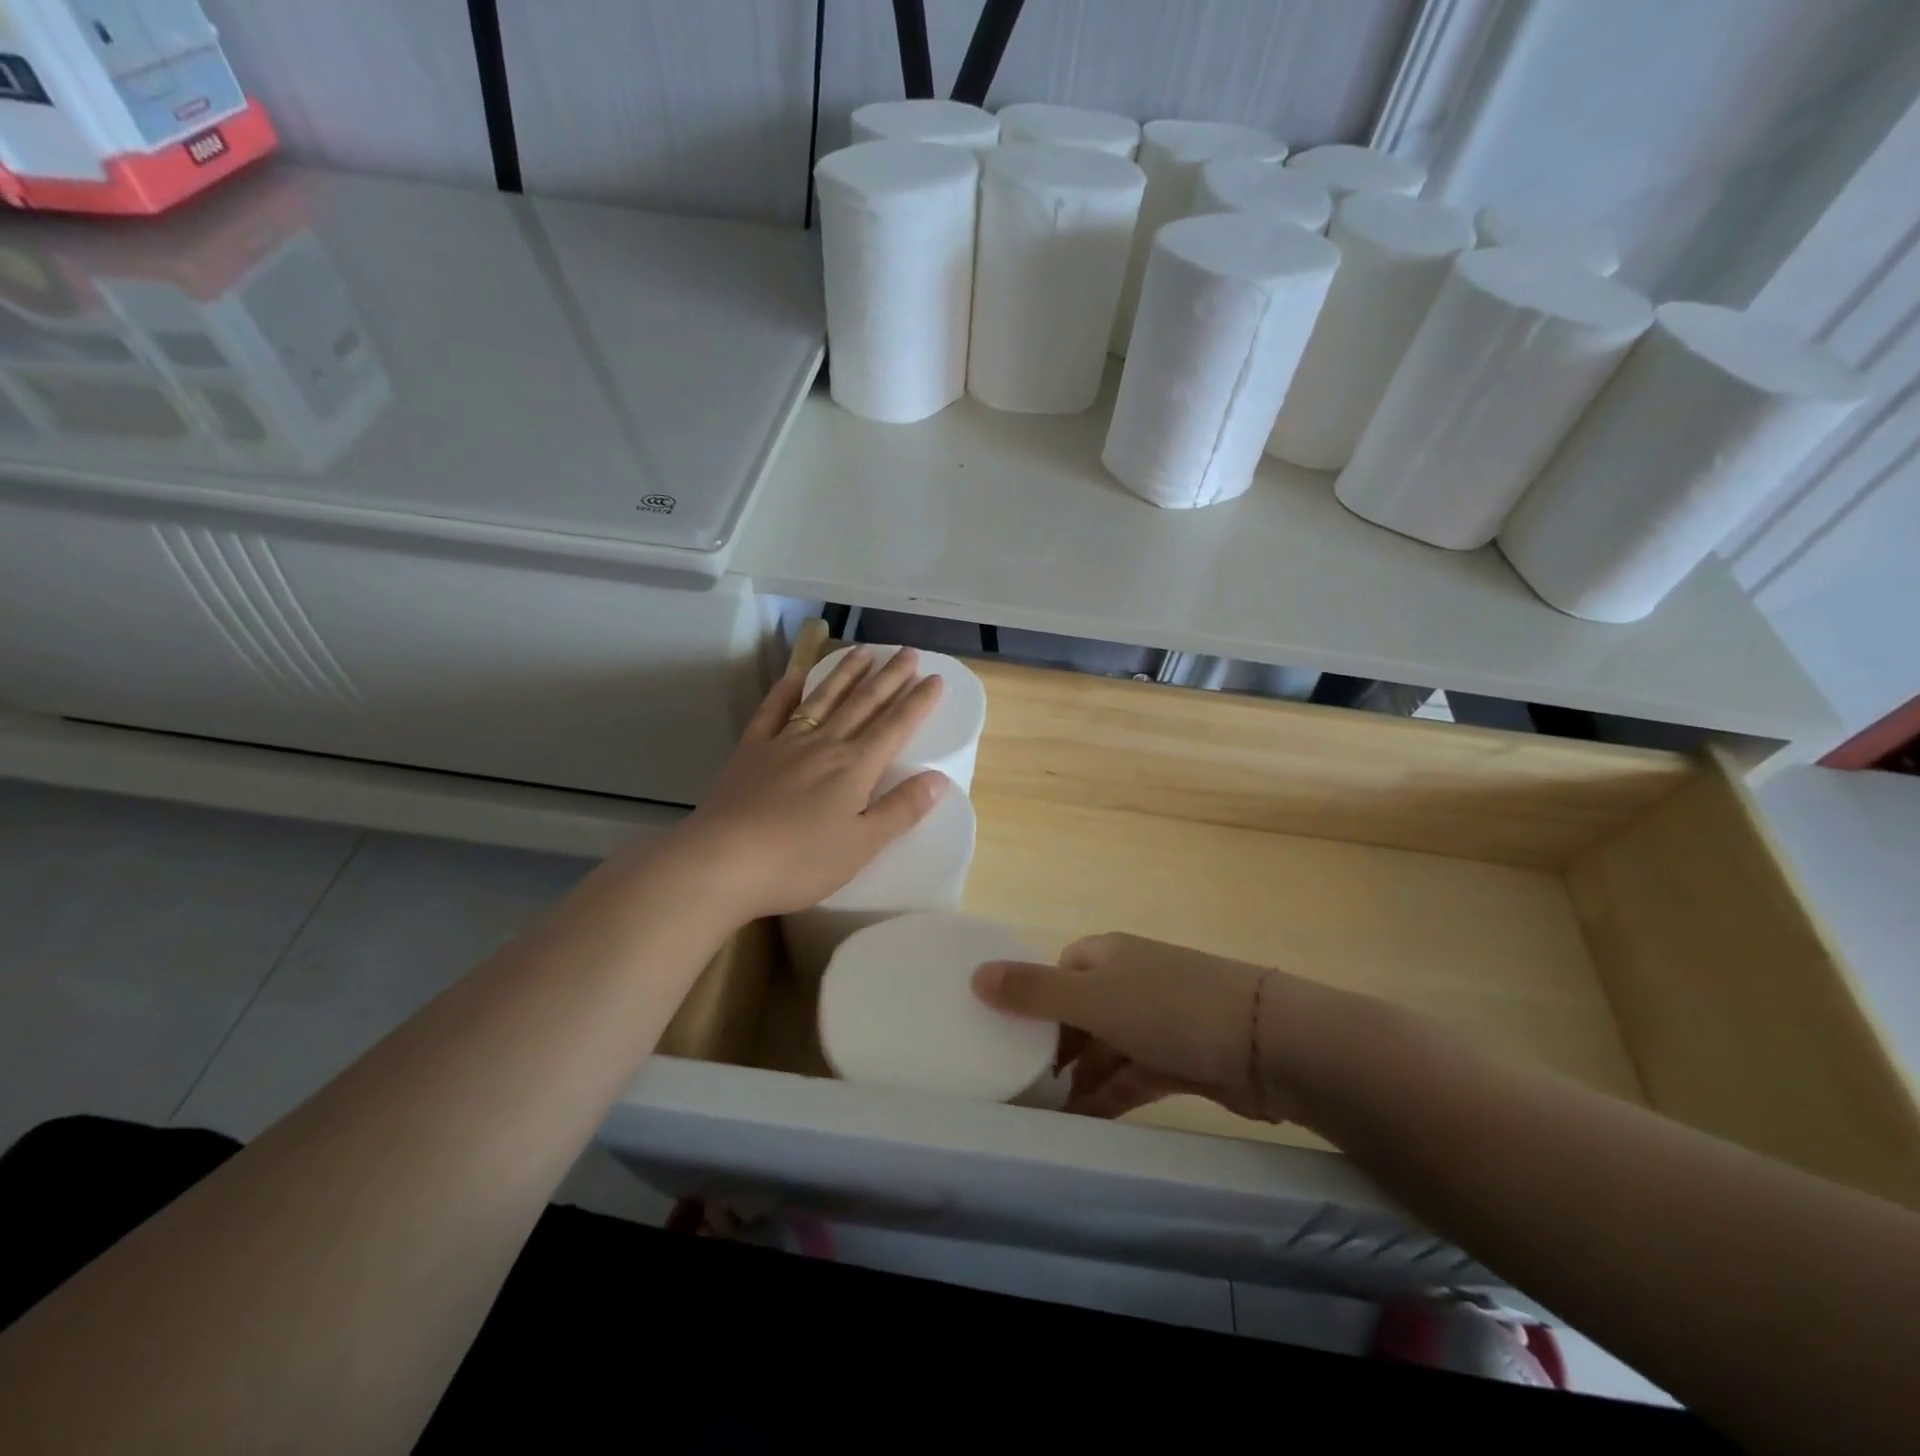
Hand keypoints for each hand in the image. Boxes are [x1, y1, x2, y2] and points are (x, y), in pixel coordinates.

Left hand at [664, 646, 947, 919]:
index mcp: (855, 767)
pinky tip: (796, 676)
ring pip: (822, 699)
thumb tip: (940, 779)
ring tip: (863, 650)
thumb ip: (901, 810)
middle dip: (889, 677)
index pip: (895, 727)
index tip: (935, 678)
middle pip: (863, 704)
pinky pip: (772, 712)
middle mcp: (824, 745)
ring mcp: (784, 743)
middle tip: (907, 652)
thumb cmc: (800, 861)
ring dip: (845, 673)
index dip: (918, 702)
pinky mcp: (751, 752)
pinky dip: (786, 692)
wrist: (723, 861)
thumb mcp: (862, 845)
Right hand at [973, 933, 1298, 1123]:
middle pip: (1078, 1013)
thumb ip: (1034, 990)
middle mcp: (1129, 981)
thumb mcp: (1094, 997)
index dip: (1032, 1002)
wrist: (1267, 1043)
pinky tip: (1083, 1123)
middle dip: (1052, 1049)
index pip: (1057, 973)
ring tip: (1043, 1116)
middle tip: (1018, 1087)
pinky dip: (1108, 1095)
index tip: (1006, 1040)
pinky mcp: (1180, 1058)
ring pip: (1104, 1049)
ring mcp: (1157, 1021)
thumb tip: (975, 974)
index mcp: (1107, 955)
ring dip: (1078, 1079)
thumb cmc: (1170, 1008)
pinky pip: (1131, 1076)